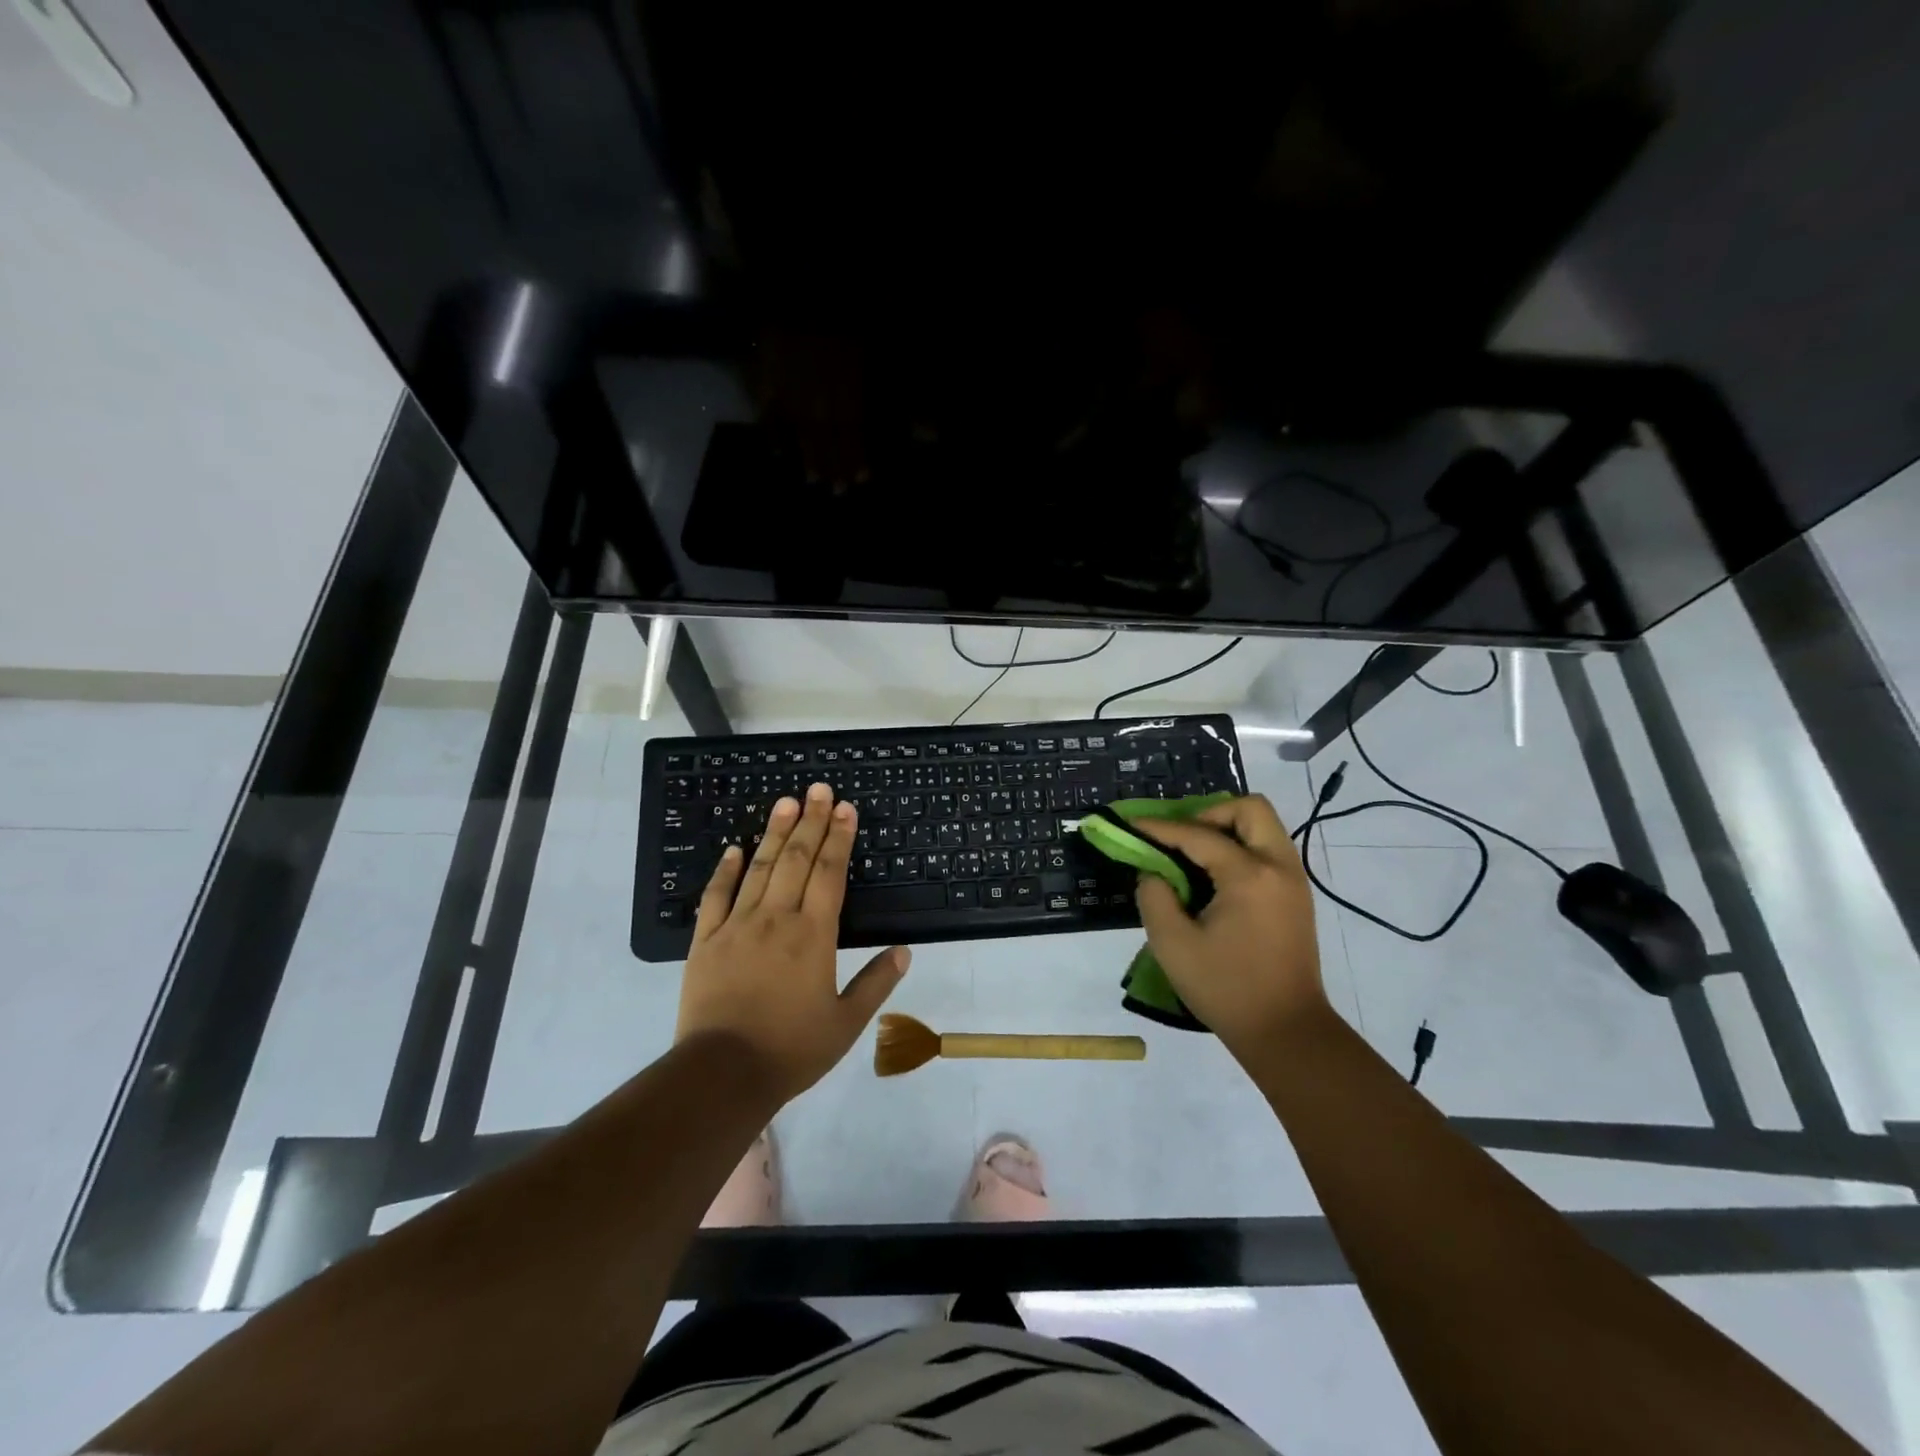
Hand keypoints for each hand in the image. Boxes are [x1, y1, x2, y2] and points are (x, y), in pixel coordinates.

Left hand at [676, 783, 907, 1103]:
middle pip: (796, 859)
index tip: (845, 808)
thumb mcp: (845, 1023)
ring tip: (784, 802)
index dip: (839, 838)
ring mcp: (737, 926)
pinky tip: (733, 848)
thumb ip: (875, 983)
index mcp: (814, 935)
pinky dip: (725, 870)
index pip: (829, 873)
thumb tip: (904, 952)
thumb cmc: (791, 1049)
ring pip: (759, 868)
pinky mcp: (705, 941)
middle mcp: (777, 919)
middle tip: (818, 789)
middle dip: (810, 821)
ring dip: (773, 832)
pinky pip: (715, 897)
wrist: (722, 1074)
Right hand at [1132, 795, 1327, 1057]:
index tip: (1132, 824)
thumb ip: (1154, 895)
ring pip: (1263, 827)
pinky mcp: (1296, 898)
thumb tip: (1154, 872)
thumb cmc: (1226, 988)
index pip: (1199, 834)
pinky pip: (1268, 851)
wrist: (1286, 1032)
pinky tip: (1213, 877)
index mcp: (1250, 875)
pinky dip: (1240, 849)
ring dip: (1226, 829)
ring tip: (1193, 856)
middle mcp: (1279, 867)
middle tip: (1180, 839)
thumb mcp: (1172, 943)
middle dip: (1209, 814)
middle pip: (1249, 809)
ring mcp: (1293, 881)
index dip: (1160, 828)